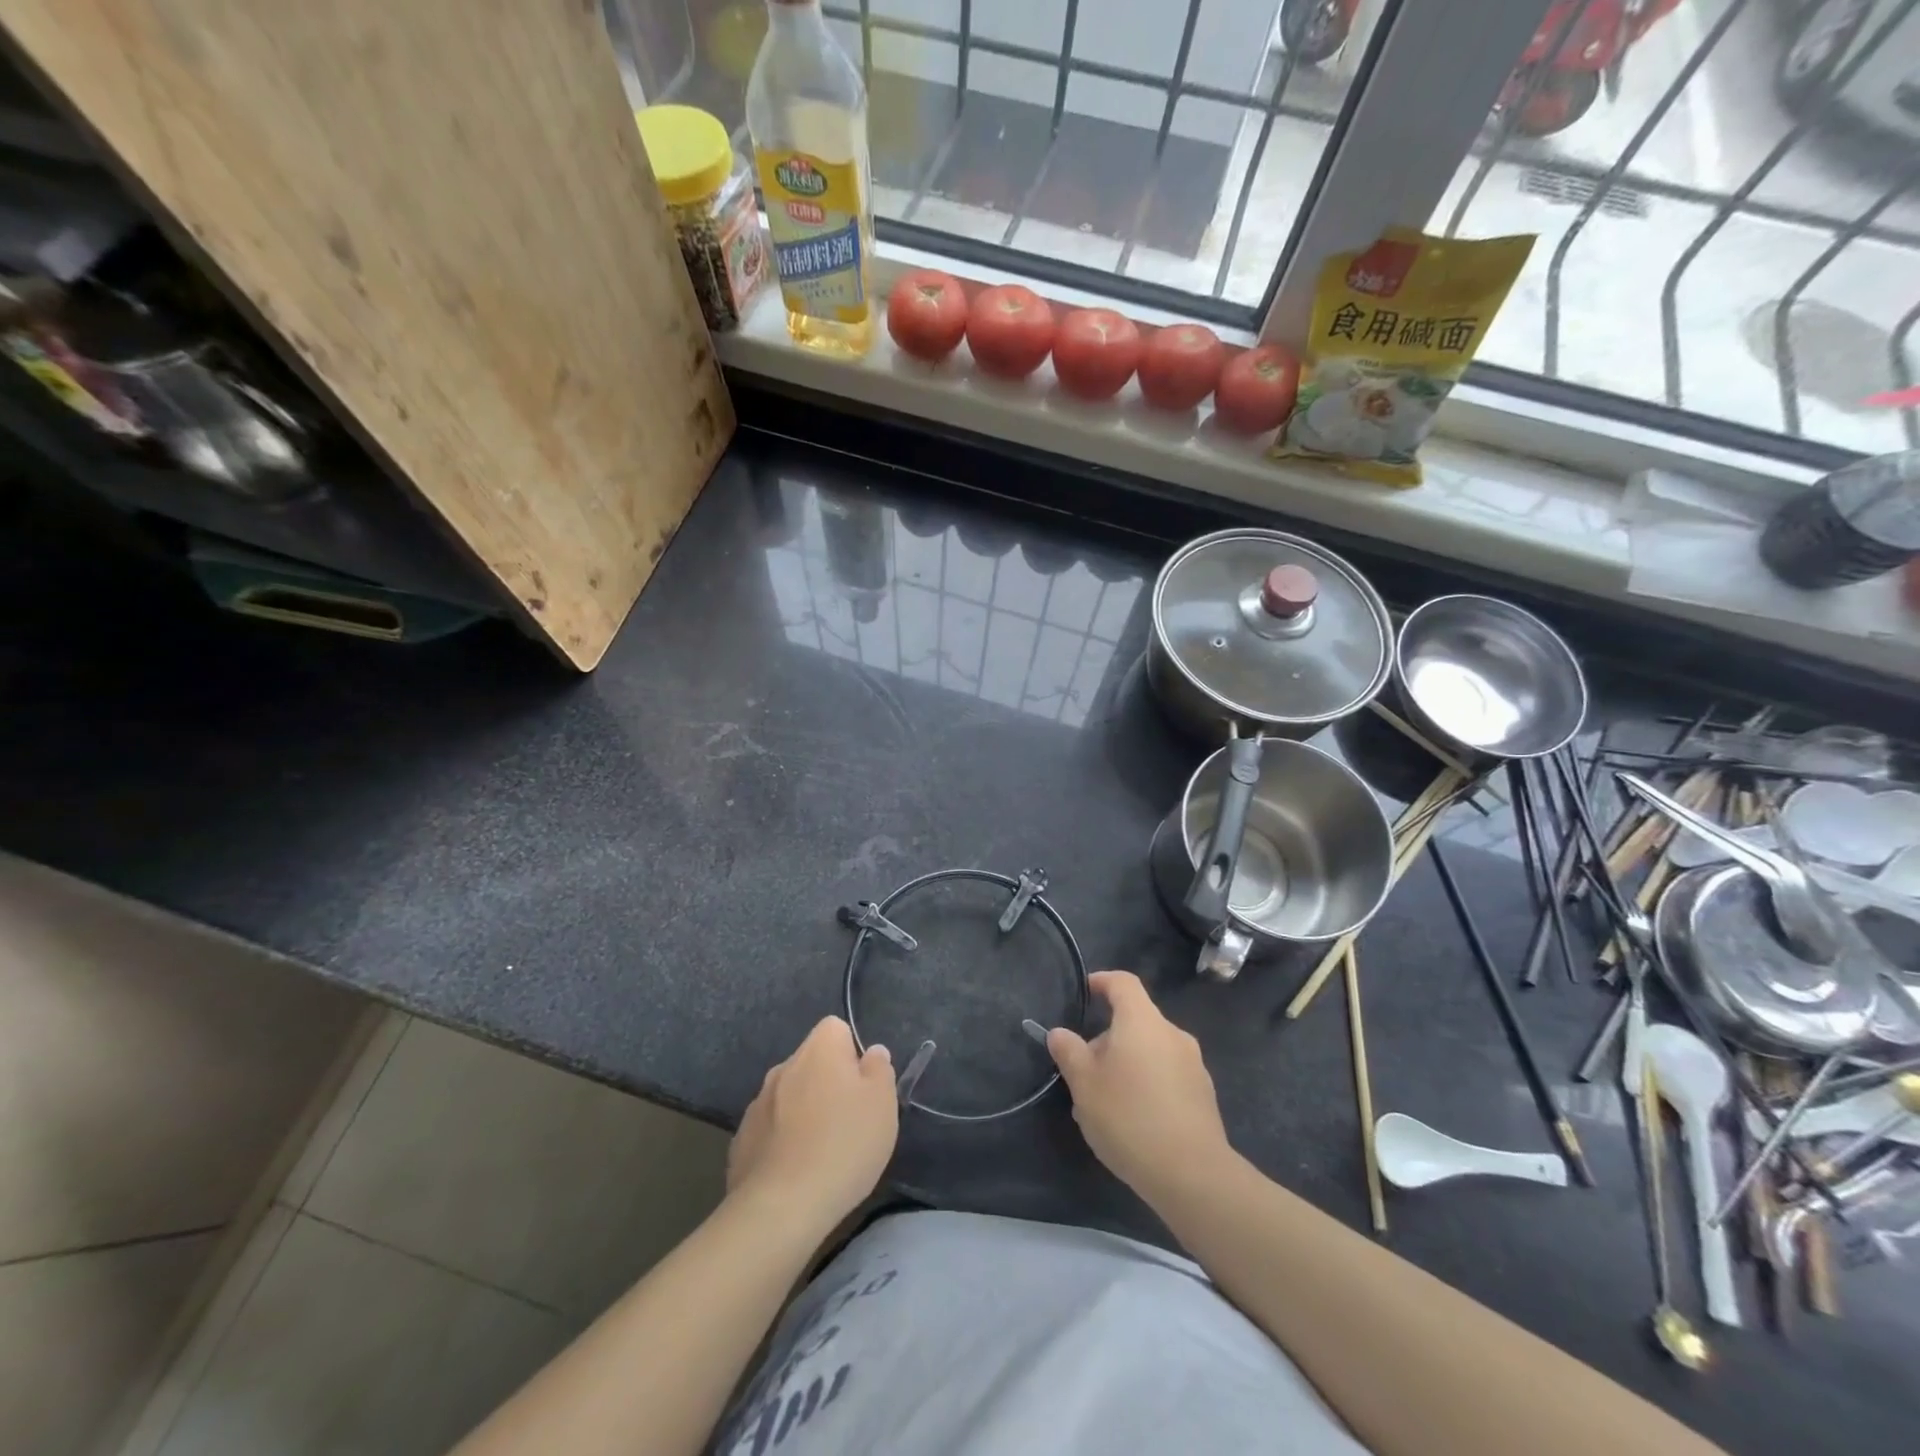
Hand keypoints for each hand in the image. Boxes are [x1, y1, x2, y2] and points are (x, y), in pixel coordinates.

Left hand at [728, 1016, 897, 1232]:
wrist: (781, 1208)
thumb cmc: (843, 1145)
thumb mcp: (882, 1104)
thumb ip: (879, 1070)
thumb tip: (872, 1054)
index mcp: (818, 1049)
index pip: (836, 1029)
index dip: (853, 1054)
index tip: (863, 1088)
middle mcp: (783, 1066)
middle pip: (812, 1063)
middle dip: (828, 1084)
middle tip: (849, 1122)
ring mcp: (757, 1103)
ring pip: (790, 1096)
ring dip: (804, 1112)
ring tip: (822, 1153)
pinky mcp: (741, 1140)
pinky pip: (771, 1129)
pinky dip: (783, 1141)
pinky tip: (795, 1172)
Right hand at [1047, 971, 1230, 1202]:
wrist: (1192, 1174)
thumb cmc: (1129, 1117)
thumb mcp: (1084, 1084)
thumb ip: (1069, 1052)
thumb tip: (1059, 1033)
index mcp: (1142, 1021)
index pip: (1123, 983)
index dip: (1102, 981)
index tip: (1086, 991)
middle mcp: (1172, 1034)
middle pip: (1136, 1021)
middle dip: (1107, 1039)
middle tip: (1084, 1071)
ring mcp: (1193, 1064)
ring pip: (1150, 1051)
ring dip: (1126, 1065)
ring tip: (1104, 1103)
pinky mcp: (1203, 1095)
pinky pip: (1167, 1075)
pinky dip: (1146, 1084)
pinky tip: (1132, 1121)